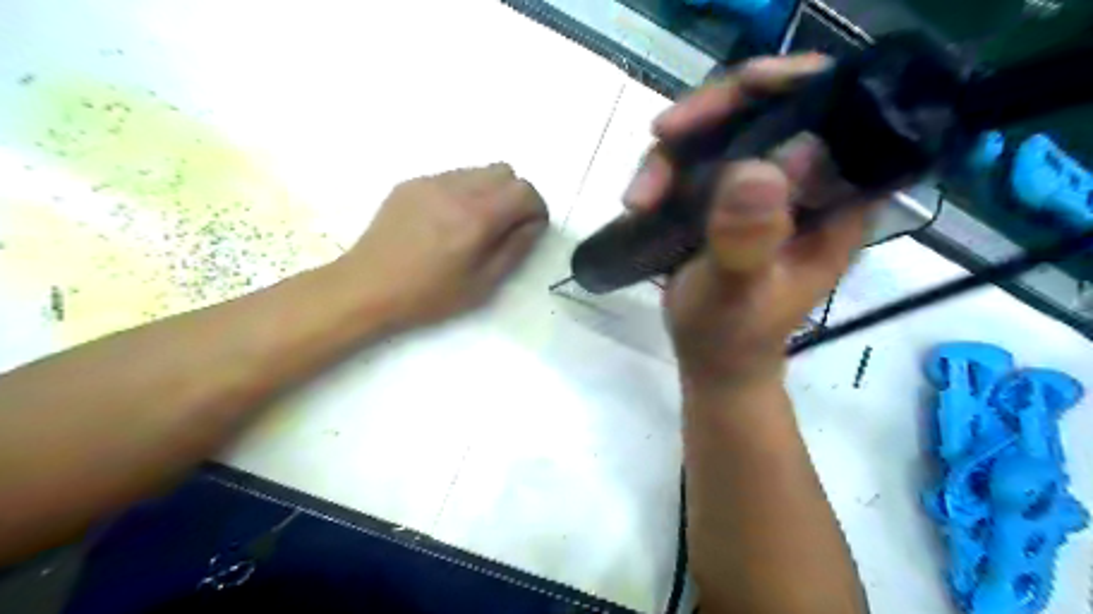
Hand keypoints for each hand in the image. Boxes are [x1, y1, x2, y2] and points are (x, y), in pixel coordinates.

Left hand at [341, 160, 546, 325]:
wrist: (367, 287)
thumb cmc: (429, 295)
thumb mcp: (483, 284)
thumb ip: (515, 248)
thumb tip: (533, 224)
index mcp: (477, 216)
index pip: (525, 191)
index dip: (536, 209)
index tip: (529, 230)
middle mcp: (456, 189)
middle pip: (505, 172)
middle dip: (515, 196)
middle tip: (505, 226)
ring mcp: (431, 181)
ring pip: (478, 171)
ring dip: (489, 192)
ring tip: (474, 225)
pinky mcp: (411, 183)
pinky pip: (452, 176)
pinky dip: (463, 192)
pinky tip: (446, 221)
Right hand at [627, 54, 877, 391]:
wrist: (710, 356)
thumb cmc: (732, 334)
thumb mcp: (737, 294)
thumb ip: (748, 241)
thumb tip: (757, 169)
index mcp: (838, 200)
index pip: (834, 113)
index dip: (790, 86)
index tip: (737, 93)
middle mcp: (807, 180)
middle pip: (769, 107)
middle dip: (711, 115)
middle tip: (662, 135)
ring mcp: (763, 184)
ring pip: (723, 128)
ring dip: (673, 152)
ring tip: (638, 199)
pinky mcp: (727, 193)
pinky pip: (695, 156)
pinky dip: (662, 170)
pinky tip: (639, 202)